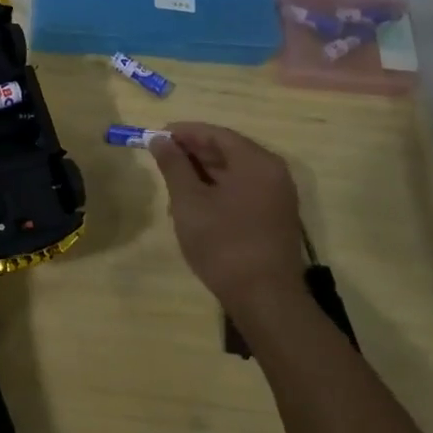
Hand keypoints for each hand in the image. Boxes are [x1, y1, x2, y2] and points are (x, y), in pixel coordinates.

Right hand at [150, 122, 308, 307]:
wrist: (265, 299)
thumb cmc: (224, 244)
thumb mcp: (189, 202)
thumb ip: (173, 166)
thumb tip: (159, 139)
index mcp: (256, 162)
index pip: (216, 134)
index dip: (184, 132)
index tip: (155, 136)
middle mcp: (273, 172)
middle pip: (227, 150)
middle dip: (192, 153)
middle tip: (161, 161)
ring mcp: (277, 196)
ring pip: (234, 172)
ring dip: (203, 174)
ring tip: (173, 187)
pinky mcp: (275, 217)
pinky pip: (243, 190)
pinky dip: (218, 190)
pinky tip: (195, 206)